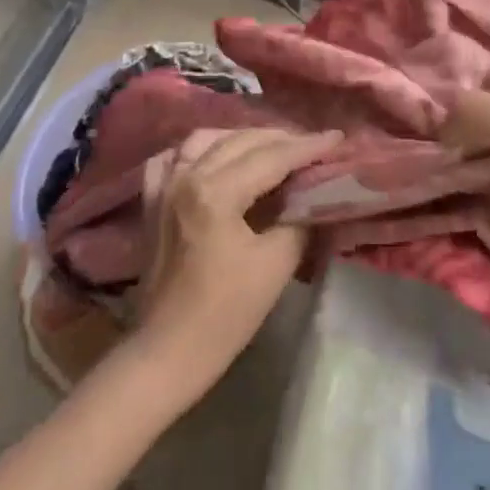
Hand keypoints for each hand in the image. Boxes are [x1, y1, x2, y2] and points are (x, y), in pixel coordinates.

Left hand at [133, 127, 340, 389]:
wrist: (168, 352)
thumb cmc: (225, 313)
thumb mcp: (276, 265)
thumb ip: (298, 220)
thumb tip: (315, 196)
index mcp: (216, 192)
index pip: (272, 157)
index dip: (308, 147)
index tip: (337, 137)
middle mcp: (187, 177)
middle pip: (241, 141)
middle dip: (281, 138)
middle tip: (313, 145)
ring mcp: (164, 187)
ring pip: (206, 139)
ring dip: (242, 137)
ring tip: (271, 147)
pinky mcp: (152, 202)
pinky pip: (173, 158)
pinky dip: (198, 150)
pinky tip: (214, 156)